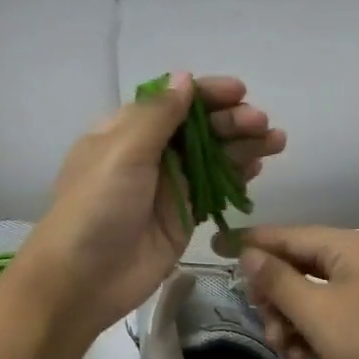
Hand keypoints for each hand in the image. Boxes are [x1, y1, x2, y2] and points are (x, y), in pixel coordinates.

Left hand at [15, 73, 285, 336]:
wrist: (83, 280)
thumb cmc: (96, 208)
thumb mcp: (122, 152)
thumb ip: (158, 116)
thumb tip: (184, 78)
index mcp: (126, 130)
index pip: (173, 101)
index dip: (207, 94)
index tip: (239, 92)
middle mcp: (149, 153)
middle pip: (198, 128)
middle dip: (232, 121)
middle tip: (262, 125)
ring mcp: (169, 186)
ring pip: (212, 157)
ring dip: (243, 146)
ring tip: (275, 141)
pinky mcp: (184, 216)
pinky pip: (214, 189)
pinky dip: (236, 176)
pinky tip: (258, 168)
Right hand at [225, 226, 358, 358]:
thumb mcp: (317, 311)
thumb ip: (278, 280)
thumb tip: (248, 254)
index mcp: (351, 247)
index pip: (290, 235)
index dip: (252, 242)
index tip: (215, 246)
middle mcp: (358, 263)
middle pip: (297, 267)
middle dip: (275, 296)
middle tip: (263, 319)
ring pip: (307, 297)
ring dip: (289, 321)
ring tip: (285, 348)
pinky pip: (324, 319)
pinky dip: (309, 335)